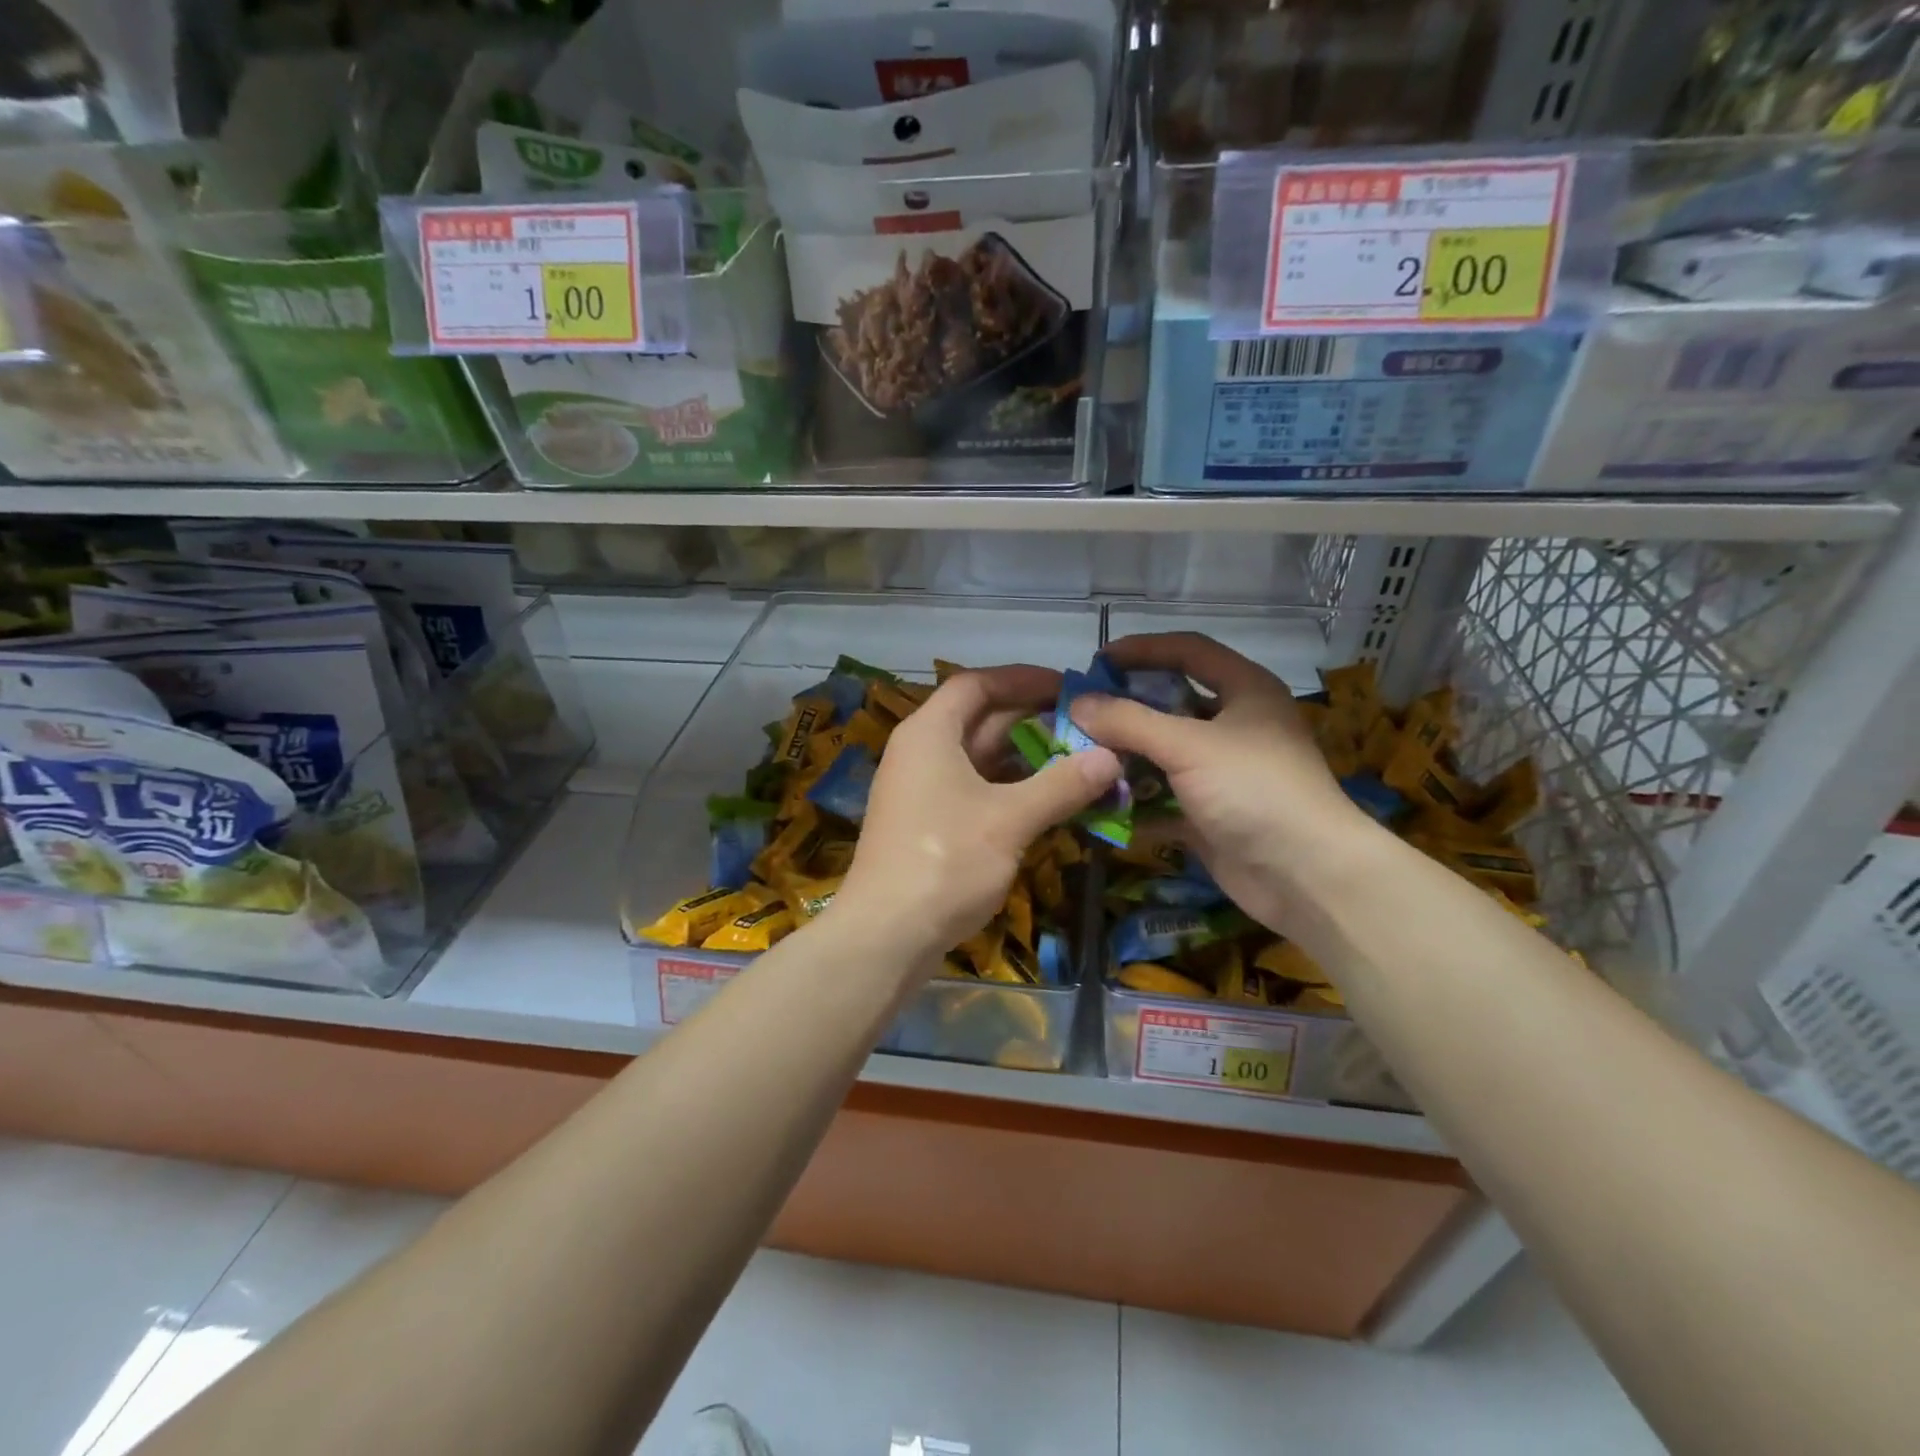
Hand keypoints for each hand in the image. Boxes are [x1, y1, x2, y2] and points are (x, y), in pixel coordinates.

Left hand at [833, 666, 1121, 965]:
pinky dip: (1011, 790)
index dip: (1022, 678)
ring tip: (1079, 761)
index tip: (1067, 685)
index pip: (976, 684)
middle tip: (1086, 726)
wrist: (885, 936)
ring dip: (1026, 759)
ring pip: (980, 759)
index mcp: (929, 733)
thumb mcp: (1009, 820)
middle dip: (1033, 720)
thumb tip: (1112, 757)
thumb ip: (1061, 785)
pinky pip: (975, 791)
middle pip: (980, 719)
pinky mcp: (928, 825)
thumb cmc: (944, 863)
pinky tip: (1048, 801)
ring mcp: (922, 791)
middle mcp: (921, 752)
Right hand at [1070, 633, 1376, 935]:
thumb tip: (1076, 703)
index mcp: (1244, 691)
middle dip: (1124, 710)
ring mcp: (1222, 772)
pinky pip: (1162, 797)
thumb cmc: (1254, 790)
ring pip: (1162, 754)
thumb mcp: (1188, 746)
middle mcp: (1235, 725)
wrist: (1306, 876)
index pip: (1188, 651)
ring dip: (1124, 758)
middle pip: (1170, 704)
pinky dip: (1134, 801)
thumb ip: (1128, 721)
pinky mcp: (1209, 813)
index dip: (1143, 650)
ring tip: (1080, 760)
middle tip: (1080, 714)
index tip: (1097, 661)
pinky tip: (1099, 804)